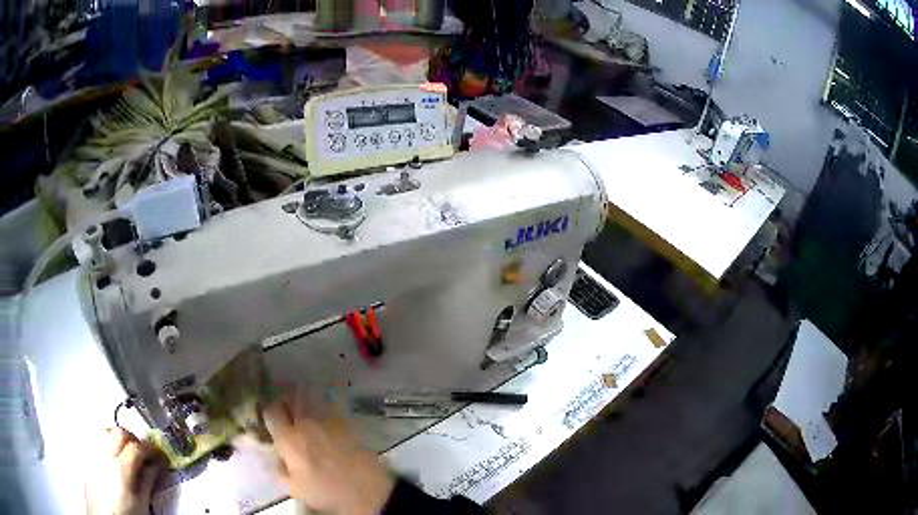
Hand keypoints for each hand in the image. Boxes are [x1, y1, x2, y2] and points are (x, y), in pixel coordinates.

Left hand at [84, 427, 164, 514]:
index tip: (158, 454)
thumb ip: (147, 481)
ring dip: (119, 437)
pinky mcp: (87, 455)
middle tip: (144, 452)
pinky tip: (113, 453)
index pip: (136, 447)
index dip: (150, 449)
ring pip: (106, 431)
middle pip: (120, 433)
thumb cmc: (125, 514)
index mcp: (120, 469)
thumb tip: (156, 465)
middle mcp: (104, 455)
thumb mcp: (141, 503)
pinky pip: (97, 438)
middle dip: (134, 439)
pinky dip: (107, 440)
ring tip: (128, 451)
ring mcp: (93, 453)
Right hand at [263, 391, 394, 514]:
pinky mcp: (345, 420)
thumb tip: (279, 458)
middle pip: (289, 398)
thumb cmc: (327, 492)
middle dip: (285, 400)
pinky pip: (328, 403)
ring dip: (302, 397)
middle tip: (285, 409)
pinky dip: (322, 402)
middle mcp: (304, 423)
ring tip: (301, 404)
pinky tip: (322, 410)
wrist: (366, 490)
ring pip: (308, 396)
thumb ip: (281, 470)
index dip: (269, 412)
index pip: (270, 411)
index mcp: (288, 439)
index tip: (271, 418)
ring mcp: (326, 419)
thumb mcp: (296, 489)